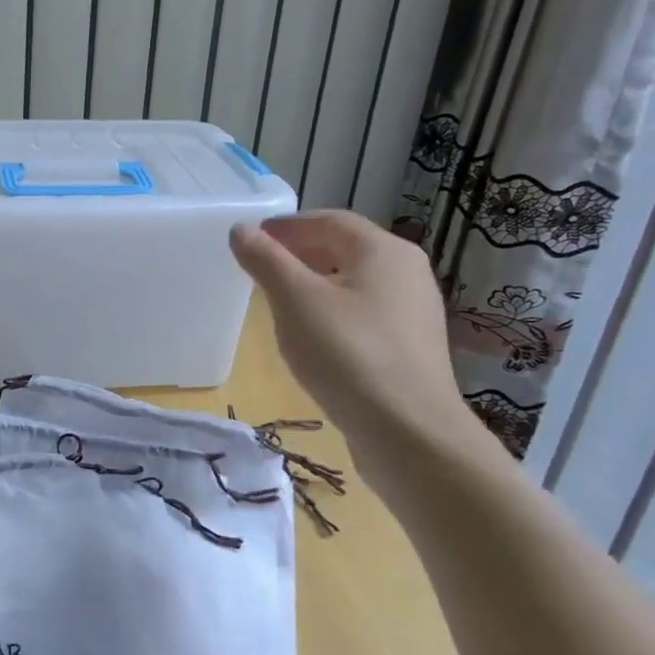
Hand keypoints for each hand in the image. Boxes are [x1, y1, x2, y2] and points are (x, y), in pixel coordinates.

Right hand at [230, 212, 500, 499]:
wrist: (410, 434)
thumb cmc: (348, 355)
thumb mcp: (295, 301)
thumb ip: (266, 260)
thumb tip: (241, 230)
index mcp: (383, 251)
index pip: (328, 220)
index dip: (286, 225)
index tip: (250, 238)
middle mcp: (406, 273)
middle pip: (345, 248)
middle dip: (299, 252)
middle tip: (259, 266)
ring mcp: (413, 312)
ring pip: (354, 282)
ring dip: (314, 282)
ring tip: (278, 300)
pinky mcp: (410, 348)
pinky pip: (363, 314)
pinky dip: (332, 311)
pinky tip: (311, 336)